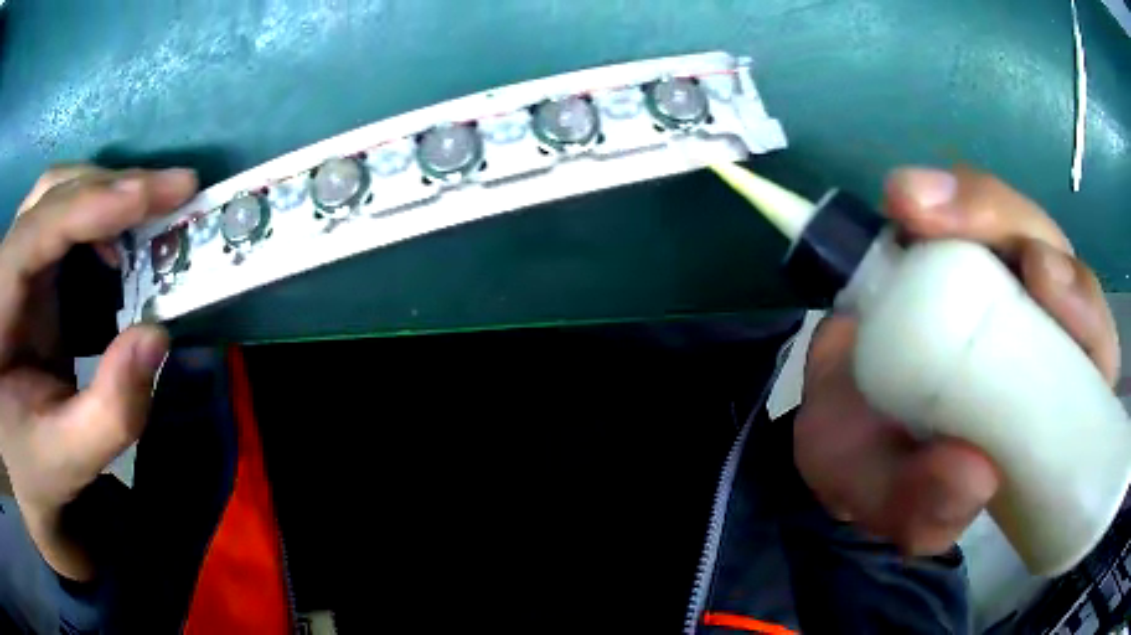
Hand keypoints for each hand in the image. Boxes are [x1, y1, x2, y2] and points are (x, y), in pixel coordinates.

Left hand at [0, 165, 196, 579]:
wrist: (16, 467)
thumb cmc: (32, 466)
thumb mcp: (67, 457)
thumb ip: (109, 410)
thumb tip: (158, 335)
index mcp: (2, 301)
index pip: (44, 225)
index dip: (99, 203)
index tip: (168, 193)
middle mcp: (7, 262)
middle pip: (55, 193)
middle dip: (113, 188)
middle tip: (173, 195)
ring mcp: (16, 261)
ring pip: (58, 195)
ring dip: (105, 196)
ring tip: (149, 214)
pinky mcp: (27, 272)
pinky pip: (60, 220)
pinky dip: (95, 219)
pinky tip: (117, 245)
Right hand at [794, 167, 1119, 554]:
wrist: (837, 426)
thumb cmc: (878, 471)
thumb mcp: (895, 506)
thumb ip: (927, 510)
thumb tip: (977, 475)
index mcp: (1050, 405)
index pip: (1093, 349)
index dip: (1082, 308)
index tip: (1038, 279)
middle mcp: (1037, 333)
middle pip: (1055, 259)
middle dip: (1016, 229)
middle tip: (947, 224)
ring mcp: (997, 284)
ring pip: (1012, 222)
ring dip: (974, 203)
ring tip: (910, 203)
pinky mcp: (954, 251)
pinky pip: (962, 211)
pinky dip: (940, 197)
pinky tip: (905, 202)